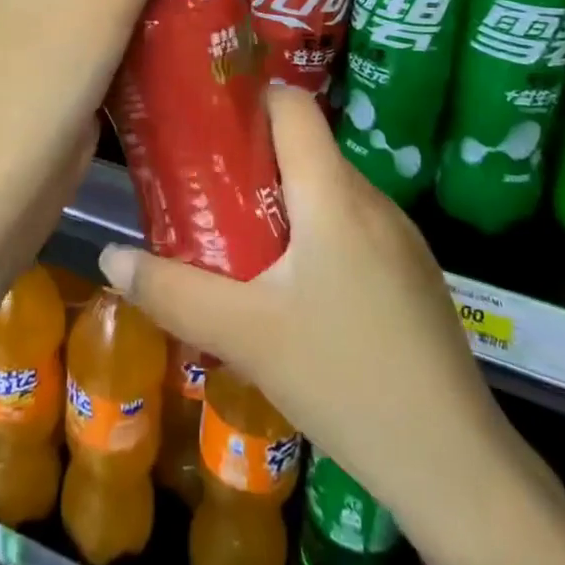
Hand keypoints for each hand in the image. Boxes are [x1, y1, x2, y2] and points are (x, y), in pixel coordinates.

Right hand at [97, 87, 521, 523]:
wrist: (453, 463)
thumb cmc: (343, 377)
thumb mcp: (244, 335)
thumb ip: (172, 291)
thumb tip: (111, 256)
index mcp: (333, 192)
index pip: (294, 106)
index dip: (250, 101)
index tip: (206, 125)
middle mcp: (371, 198)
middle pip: (306, 150)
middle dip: (252, 162)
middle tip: (204, 194)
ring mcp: (401, 236)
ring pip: (329, 192)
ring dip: (283, 205)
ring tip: (239, 244)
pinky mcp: (413, 273)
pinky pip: (353, 227)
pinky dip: (316, 236)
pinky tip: (294, 292)